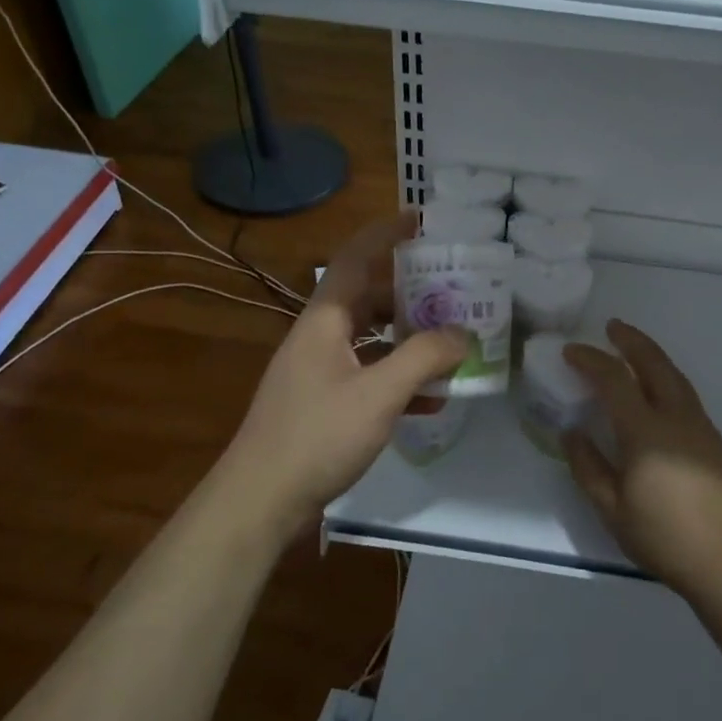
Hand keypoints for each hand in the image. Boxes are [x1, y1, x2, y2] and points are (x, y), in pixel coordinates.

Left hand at [226, 215, 467, 532]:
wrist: (260, 500)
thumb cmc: (317, 436)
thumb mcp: (378, 394)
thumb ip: (423, 359)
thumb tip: (462, 334)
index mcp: (324, 320)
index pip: (354, 259)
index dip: (384, 234)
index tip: (419, 220)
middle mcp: (319, 337)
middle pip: (367, 299)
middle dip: (409, 293)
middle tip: (452, 290)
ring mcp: (318, 372)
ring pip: (370, 340)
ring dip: (408, 339)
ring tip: (451, 340)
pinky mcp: (322, 404)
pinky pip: (367, 376)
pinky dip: (398, 379)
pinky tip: (430, 399)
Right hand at [563, 320, 721, 599]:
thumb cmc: (663, 537)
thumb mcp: (611, 509)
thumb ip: (588, 466)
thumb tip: (571, 432)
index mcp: (646, 432)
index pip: (615, 380)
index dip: (591, 360)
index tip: (571, 352)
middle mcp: (677, 418)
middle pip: (654, 364)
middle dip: (631, 341)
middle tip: (612, 327)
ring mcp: (701, 427)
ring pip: (676, 376)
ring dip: (652, 356)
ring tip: (634, 349)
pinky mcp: (715, 441)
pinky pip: (686, 394)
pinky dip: (667, 378)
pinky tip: (658, 391)